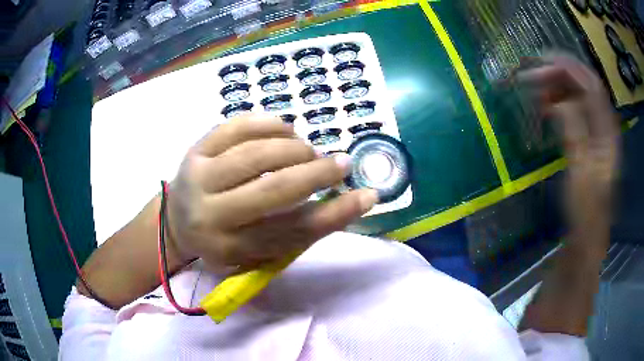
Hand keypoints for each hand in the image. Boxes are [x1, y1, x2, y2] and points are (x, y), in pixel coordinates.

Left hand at [165, 114, 377, 269]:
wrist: (175, 222)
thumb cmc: (223, 239)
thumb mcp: (258, 250)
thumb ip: (296, 231)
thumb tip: (346, 202)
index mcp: (231, 248)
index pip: (291, 232)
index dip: (335, 214)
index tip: (368, 195)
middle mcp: (211, 215)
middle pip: (272, 191)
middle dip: (316, 174)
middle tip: (341, 164)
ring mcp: (199, 177)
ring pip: (254, 155)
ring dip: (294, 148)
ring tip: (309, 151)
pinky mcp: (195, 149)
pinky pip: (235, 127)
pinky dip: (268, 124)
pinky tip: (286, 130)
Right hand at [514, 54, 619, 253]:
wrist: (586, 234)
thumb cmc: (586, 210)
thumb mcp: (581, 173)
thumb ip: (574, 132)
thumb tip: (559, 100)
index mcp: (608, 132)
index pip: (591, 85)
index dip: (569, 68)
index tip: (542, 62)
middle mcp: (604, 125)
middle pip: (583, 85)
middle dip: (558, 73)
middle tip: (531, 74)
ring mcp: (595, 131)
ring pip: (577, 95)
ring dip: (556, 86)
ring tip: (534, 88)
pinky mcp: (586, 138)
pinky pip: (572, 110)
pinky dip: (558, 102)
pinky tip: (544, 105)